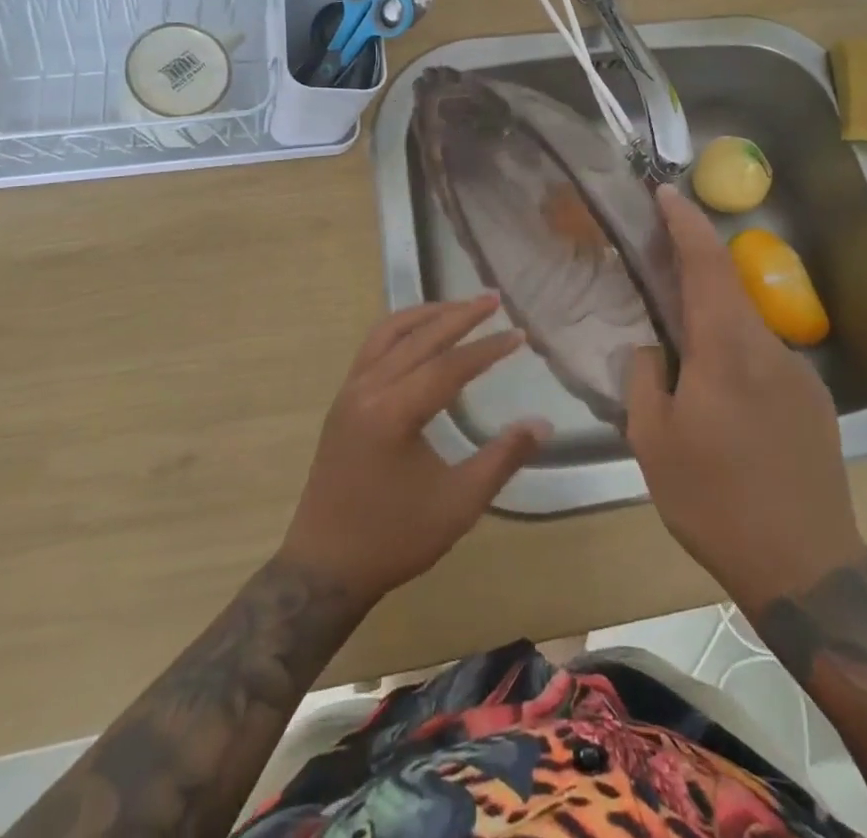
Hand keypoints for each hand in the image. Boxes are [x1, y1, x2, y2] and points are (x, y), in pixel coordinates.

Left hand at [279, 295, 545, 605]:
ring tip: (459, 306)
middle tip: (493, 298)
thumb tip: (542, 423)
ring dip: (426, 315)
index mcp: (394, 412)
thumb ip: (502, 458)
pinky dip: (401, 330)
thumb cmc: (393, 538)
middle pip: (419, 337)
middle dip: (459, 314)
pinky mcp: (342, 401)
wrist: (324, 568)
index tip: (519, 335)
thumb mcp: (458, 505)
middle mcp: (367, 389)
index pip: (449, 365)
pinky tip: (420, 335)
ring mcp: (349, 392)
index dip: (487, 348)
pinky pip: (372, 348)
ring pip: (389, 333)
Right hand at [626, 186, 866, 610]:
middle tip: (658, 258)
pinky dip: (734, 350)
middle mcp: (769, 348)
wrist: (806, 567)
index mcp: (726, 349)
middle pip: (728, 286)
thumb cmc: (716, 501)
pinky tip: (718, 393)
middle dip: (694, 261)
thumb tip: (651, 348)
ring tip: (680, 344)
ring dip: (713, 314)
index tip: (666, 192)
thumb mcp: (653, 442)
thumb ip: (645, 379)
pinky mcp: (813, 402)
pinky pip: (764, 357)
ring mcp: (798, 374)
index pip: (706, 264)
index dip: (685, 223)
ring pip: (746, 324)